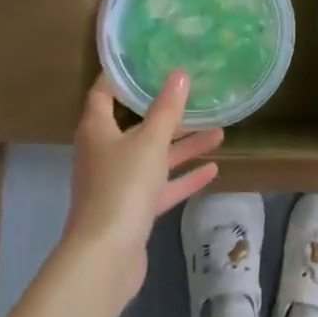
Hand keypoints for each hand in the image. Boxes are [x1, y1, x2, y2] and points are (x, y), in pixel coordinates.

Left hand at [66, 72, 223, 302]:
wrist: (105, 256)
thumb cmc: (122, 187)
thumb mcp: (150, 142)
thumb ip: (167, 109)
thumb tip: (179, 74)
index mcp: (98, 130)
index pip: (104, 93)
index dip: (122, 76)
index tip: (147, 60)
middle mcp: (104, 153)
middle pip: (135, 126)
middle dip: (165, 113)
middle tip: (194, 95)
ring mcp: (118, 183)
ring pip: (154, 157)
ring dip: (183, 146)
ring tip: (219, 131)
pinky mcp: (133, 209)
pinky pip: (161, 186)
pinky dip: (183, 177)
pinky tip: (212, 169)